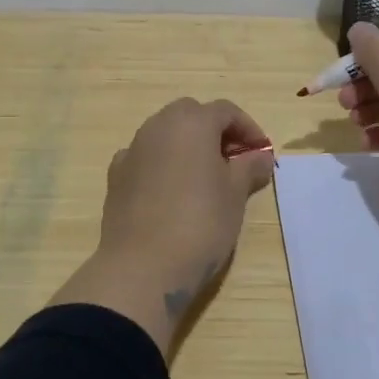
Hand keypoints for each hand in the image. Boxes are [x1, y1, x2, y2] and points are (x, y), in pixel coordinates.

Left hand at [51, 98, 275, 353]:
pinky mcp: (116, 175)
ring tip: (205, 177)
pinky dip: (162, 164)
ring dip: (187, 145)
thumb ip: (250, 168)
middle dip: (215, 131)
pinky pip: (145, 157)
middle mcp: (158, 126)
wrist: (143, 266)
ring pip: (165, 133)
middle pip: (191, 115)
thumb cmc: (200, 224)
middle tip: (234, 160)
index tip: (262, 153)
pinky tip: (171, 191)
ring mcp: (132, 149)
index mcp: (191, 123)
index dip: (249, 128)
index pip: (226, 111)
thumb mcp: (235, 195)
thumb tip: (262, 156)